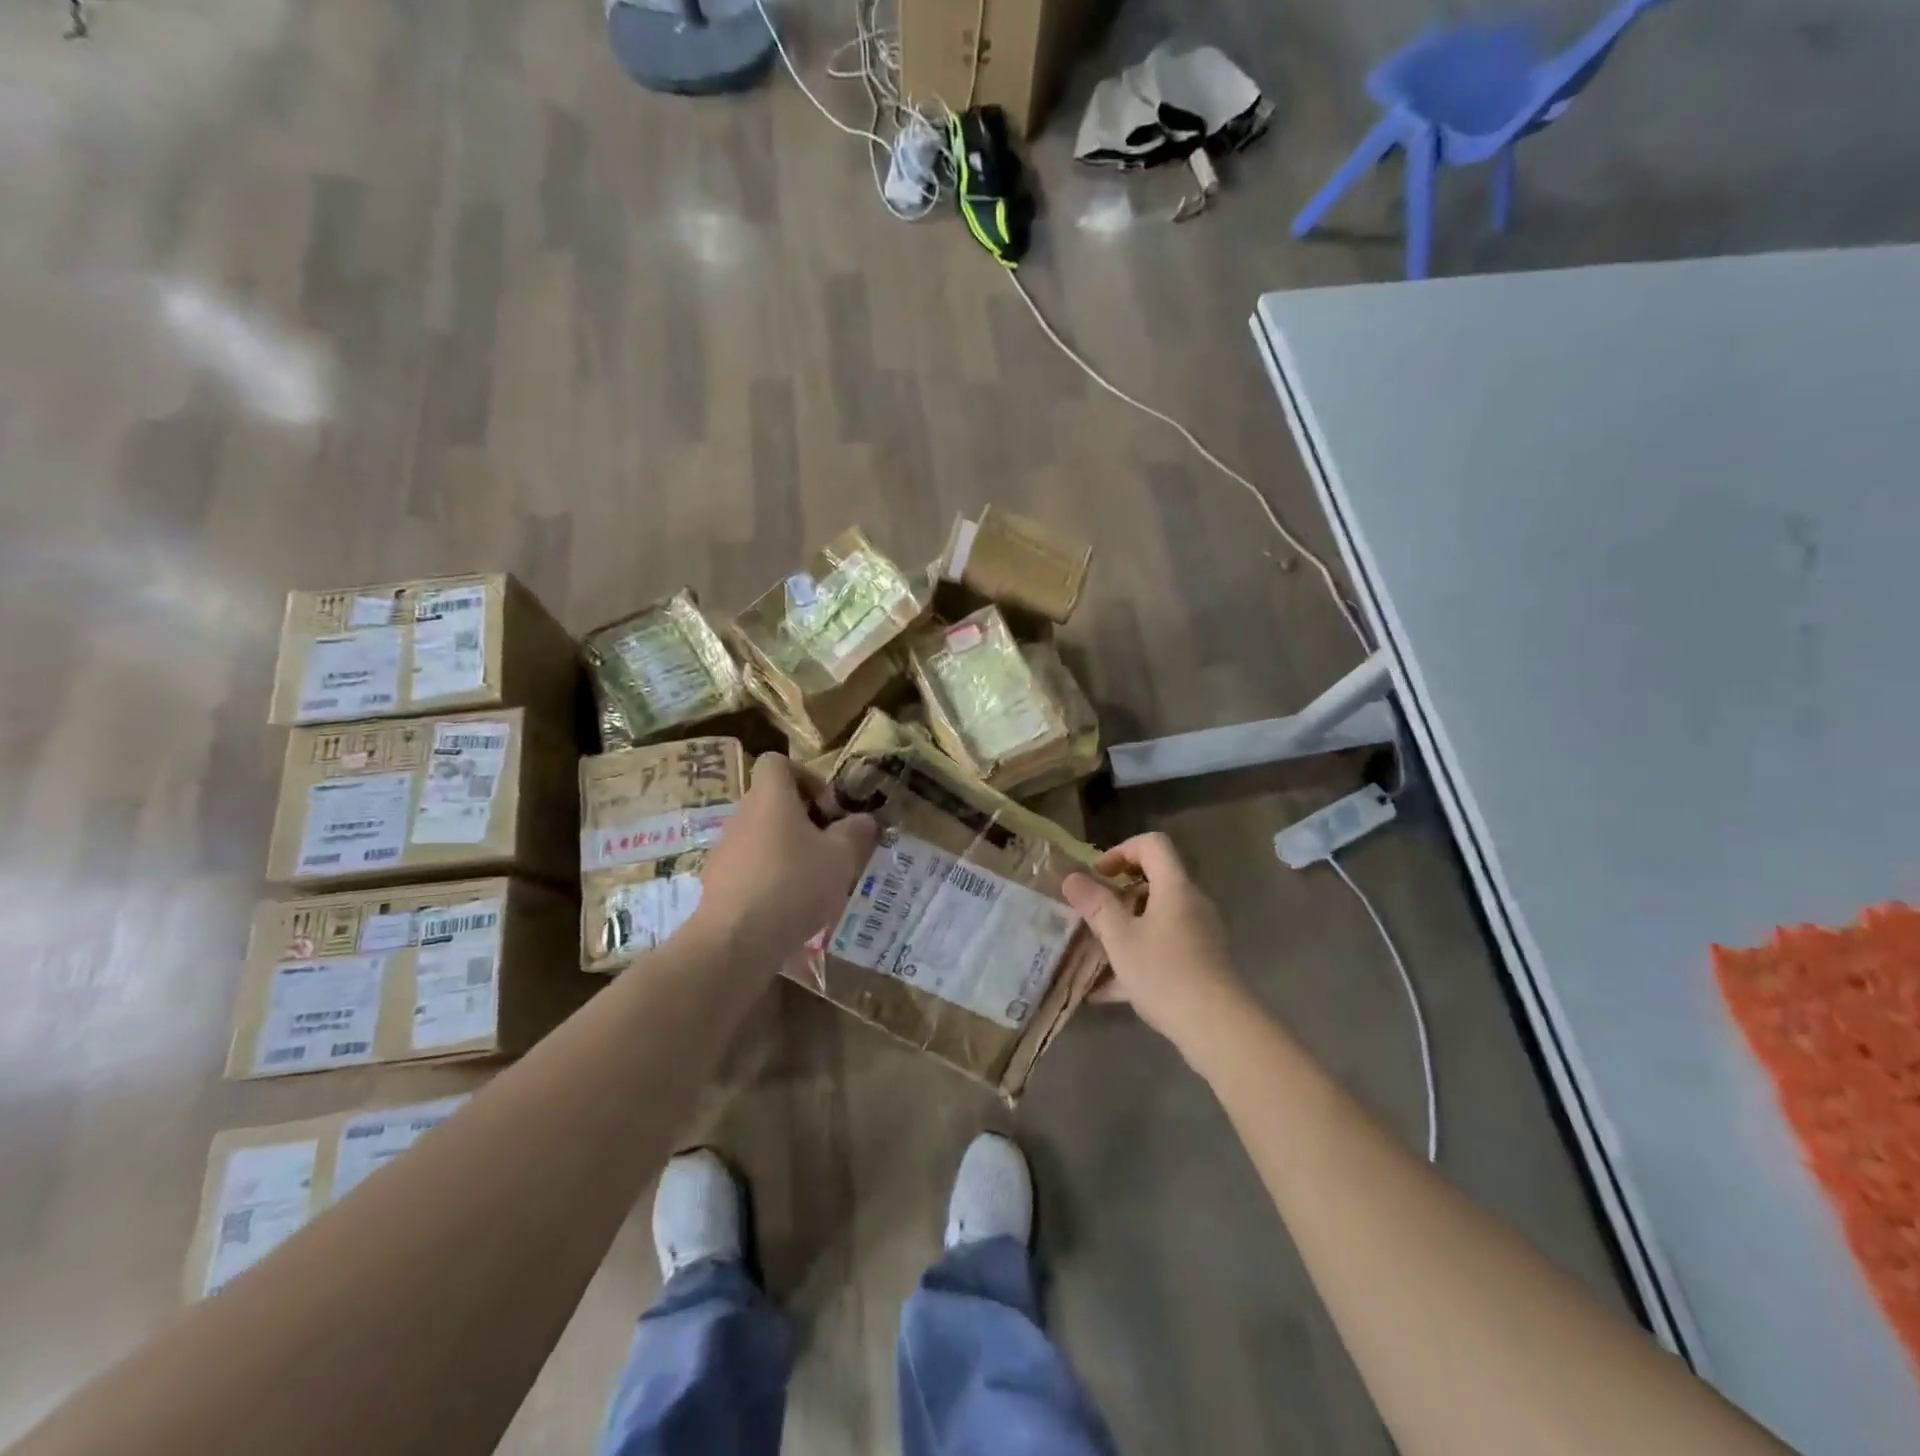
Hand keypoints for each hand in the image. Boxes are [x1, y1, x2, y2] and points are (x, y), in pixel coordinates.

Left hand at [693, 754, 878, 962]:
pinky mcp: (717, 884)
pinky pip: (750, 869)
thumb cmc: (794, 883)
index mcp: (771, 797)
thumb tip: (864, 819)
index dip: (806, 776)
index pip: (777, 762)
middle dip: (804, 821)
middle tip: (830, 848)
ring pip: (763, 837)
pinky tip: (789, 908)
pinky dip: (770, 879)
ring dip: (788, 852)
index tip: (828, 806)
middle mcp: (742, 815)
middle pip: (773, 802)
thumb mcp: (842, 856)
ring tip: (814, 883)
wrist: (736, 940)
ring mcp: (725, 850)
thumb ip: (857, 831)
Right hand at [1062, 832, 1248, 1052]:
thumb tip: (1072, 878)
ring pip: (1157, 917)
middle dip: (1119, 895)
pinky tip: (1107, 989)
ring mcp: (1200, 934)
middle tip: (1093, 914)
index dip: (1121, 850)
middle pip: (1154, 881)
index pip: (1152, 844)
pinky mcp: (1201, 962)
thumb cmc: (1164, 972)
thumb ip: (1095, 904)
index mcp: (1174, 887)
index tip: (1099, 875)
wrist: (1217, 1027)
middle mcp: (1191, 903)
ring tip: (1096, 952)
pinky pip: (1164, 946)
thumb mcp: (1119, 937)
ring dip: (1126, 927)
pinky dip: (1138, 955)